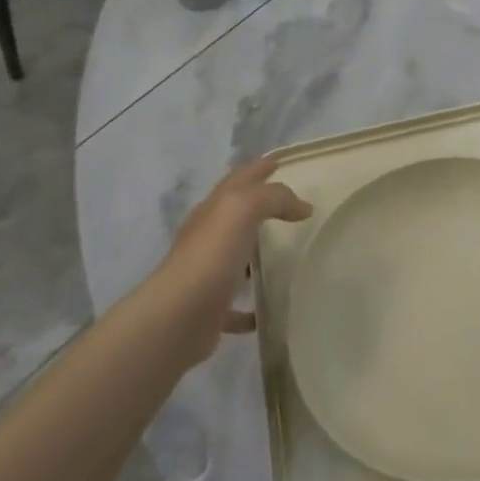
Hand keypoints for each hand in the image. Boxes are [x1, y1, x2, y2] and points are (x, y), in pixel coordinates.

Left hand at [148, 156, 312, 364]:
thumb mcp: (242, 209)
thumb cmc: (210, 256)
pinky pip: (236, 305)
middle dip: (258, 205)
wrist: (177, 319)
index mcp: (213, 211)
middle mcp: (207, 238)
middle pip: (234, 215)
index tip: (280, 162)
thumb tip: (302, 207)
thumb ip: (273, 198)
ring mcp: (207, 274)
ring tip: (285, 252)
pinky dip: (251, 306)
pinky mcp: (211, 309)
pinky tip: (268, 308)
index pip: (239, 179)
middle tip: (289, 204)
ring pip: (234, 256)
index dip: (259, 168)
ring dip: (255, 253)